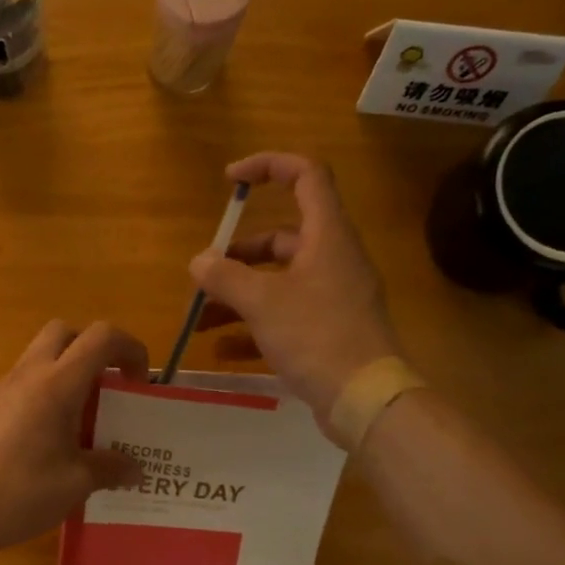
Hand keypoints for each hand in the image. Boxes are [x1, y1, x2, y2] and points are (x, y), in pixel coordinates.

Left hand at [0, 321, 147, 556]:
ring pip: (41, 357)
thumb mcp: (76, 484)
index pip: (100, 337)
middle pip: (65, 333)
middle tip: (108, 390)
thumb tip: (134, 469)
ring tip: (84, 420)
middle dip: (94, 351)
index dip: (130, 348)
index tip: (139, 384)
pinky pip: (25, 383)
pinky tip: (52, 439)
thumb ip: (109, 468)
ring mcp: (3, 389)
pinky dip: (47, 393)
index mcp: (57, 385)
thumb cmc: (20, 493)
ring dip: (69, 373)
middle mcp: (28, 375)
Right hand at [190, 153, 400, 425]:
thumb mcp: (262, 302)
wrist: (365, 398)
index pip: (306, 175)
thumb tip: (198, 262)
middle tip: (203, 277)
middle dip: (237, 256)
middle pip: (281, 238)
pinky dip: (252, 326)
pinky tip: (221, 348)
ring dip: (237, 295)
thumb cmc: (316, 336)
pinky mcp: (328, 330)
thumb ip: (225, 277)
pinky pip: (284, 316)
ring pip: (278, 281)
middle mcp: (332, 259)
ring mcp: (332, 297)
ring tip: (199, 319)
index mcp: (327, 236)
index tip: (229, 180)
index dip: (268, 166)